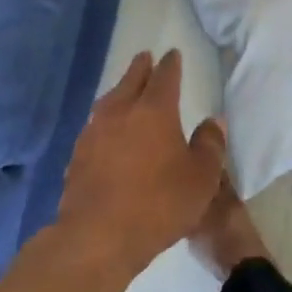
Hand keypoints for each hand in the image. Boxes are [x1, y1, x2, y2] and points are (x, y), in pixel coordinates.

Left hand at [56, 49, 226, 276]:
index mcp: (154, 110)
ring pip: (109, 100)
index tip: (173, 55)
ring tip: (125, 89)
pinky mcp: (78, 155)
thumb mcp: (201, 178)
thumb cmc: (159, 204)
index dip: (171, 65)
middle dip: (141, 68)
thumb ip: (210, 146)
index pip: (164, 77)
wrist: (98, 236)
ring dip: (120, 90)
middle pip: (131, 80)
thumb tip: (213, 121)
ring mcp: (94, 132)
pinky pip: (95, 125)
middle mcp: (121, 112)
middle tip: (145, 57)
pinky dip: (105, 119)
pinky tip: (106, 130)